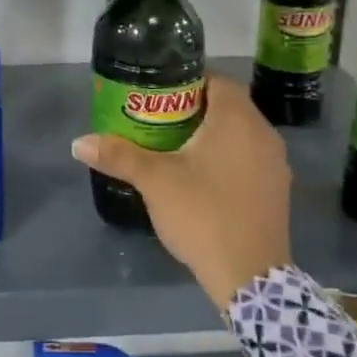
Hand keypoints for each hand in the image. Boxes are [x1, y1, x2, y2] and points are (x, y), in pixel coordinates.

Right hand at [72, 74, 291, 308]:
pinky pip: (249, 158)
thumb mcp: (155, 181)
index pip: (216, 80)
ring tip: (175, 146)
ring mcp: (275, 163)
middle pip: (228, 106)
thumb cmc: (202, 214)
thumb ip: (118, 156)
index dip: (186, 80)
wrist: (249, 276)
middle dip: (194, 108)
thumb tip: (79, 143)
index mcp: (237, 119)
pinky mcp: (277, 190)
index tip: (158, 92)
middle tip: (158, 118)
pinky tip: (201, 176)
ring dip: (212, 134)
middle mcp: (263, 133)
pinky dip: (227, 157)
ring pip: (240, 134)